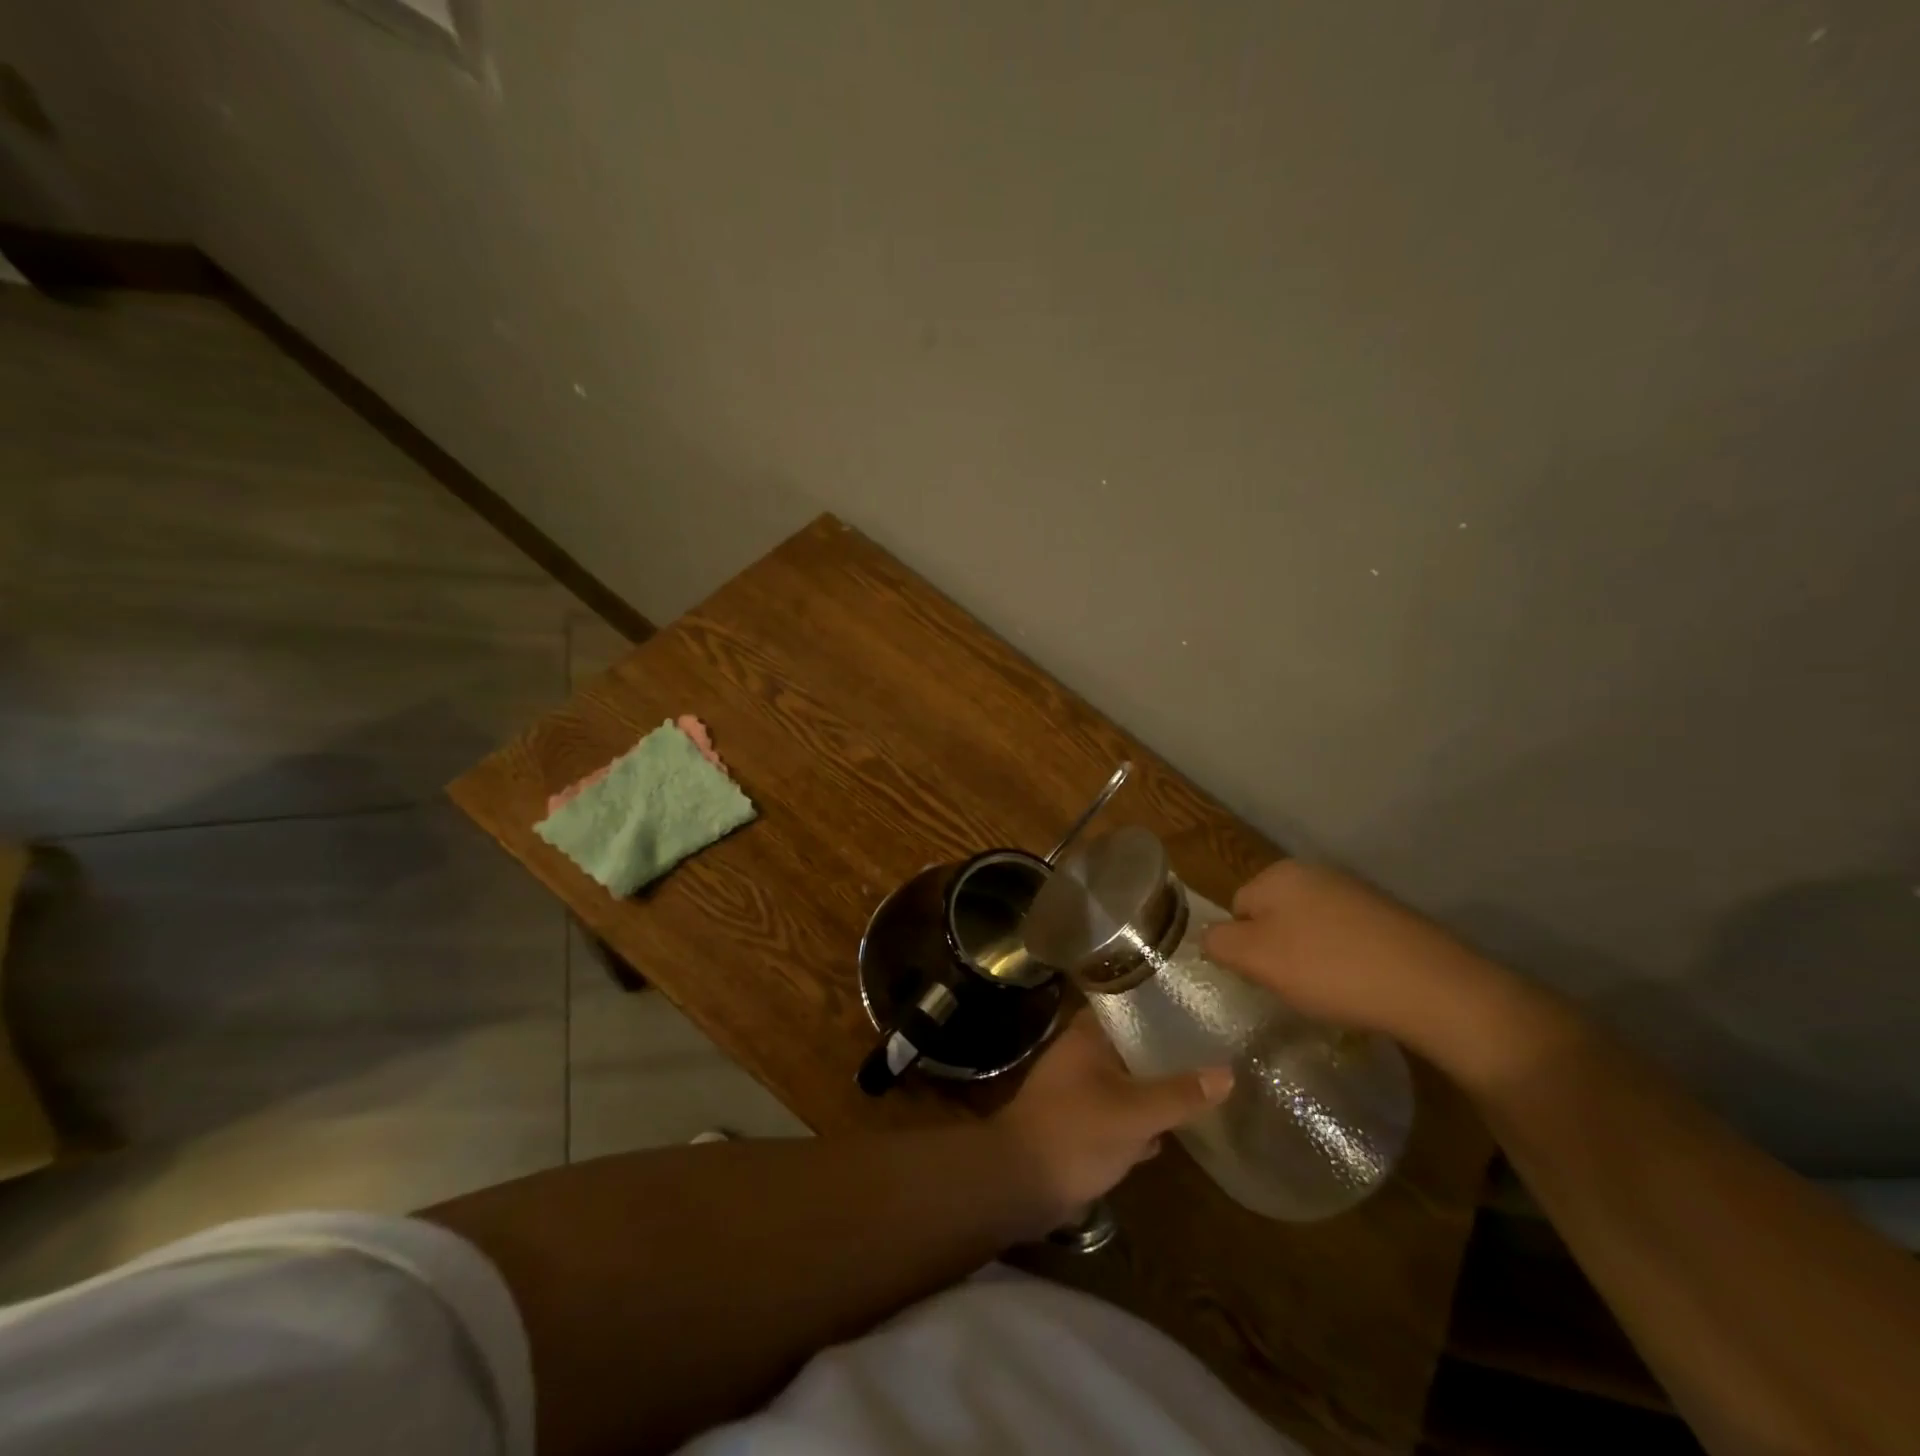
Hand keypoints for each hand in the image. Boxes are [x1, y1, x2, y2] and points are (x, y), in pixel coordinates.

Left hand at [992, 1013, 1230, 1228]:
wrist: (1020, 1184)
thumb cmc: (1075, 1133)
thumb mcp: (1134, 1113)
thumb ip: (1179, 1094)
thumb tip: (1228, 1072)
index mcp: (1087, 1036)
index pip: (1125, 1003)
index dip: (1158, 1001)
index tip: (1195, 1002)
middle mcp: (1080, 1055)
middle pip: (1129, 1042)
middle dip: (1164, 1048)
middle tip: (1211, 1045)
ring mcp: (1078, 1090)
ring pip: (1125, 1079)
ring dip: (1154, 1085)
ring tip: (1201, 1083)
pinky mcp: (1079, 1124)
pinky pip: (1118, 1113)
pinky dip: (1142, 1118)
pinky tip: (1174, 1129)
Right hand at [1200, 860, 1554, 1083]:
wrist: (1434, 988)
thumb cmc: (1331, 969)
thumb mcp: (1257, 959)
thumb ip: (1219, 942)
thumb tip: (1209, 937)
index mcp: (1278, 874)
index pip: (1236, 908)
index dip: (1243, 948)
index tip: (1263, 979)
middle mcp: (1314, 872)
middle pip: (1272, 916)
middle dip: (1276, 952)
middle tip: (1292, 987)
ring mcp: (1354, 892)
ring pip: (1308, 929)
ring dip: (1309, 959)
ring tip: (1328, 992)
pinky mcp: (1387, 917)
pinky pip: (1345, 939)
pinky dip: (1343, 962)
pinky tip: (1357, 987)